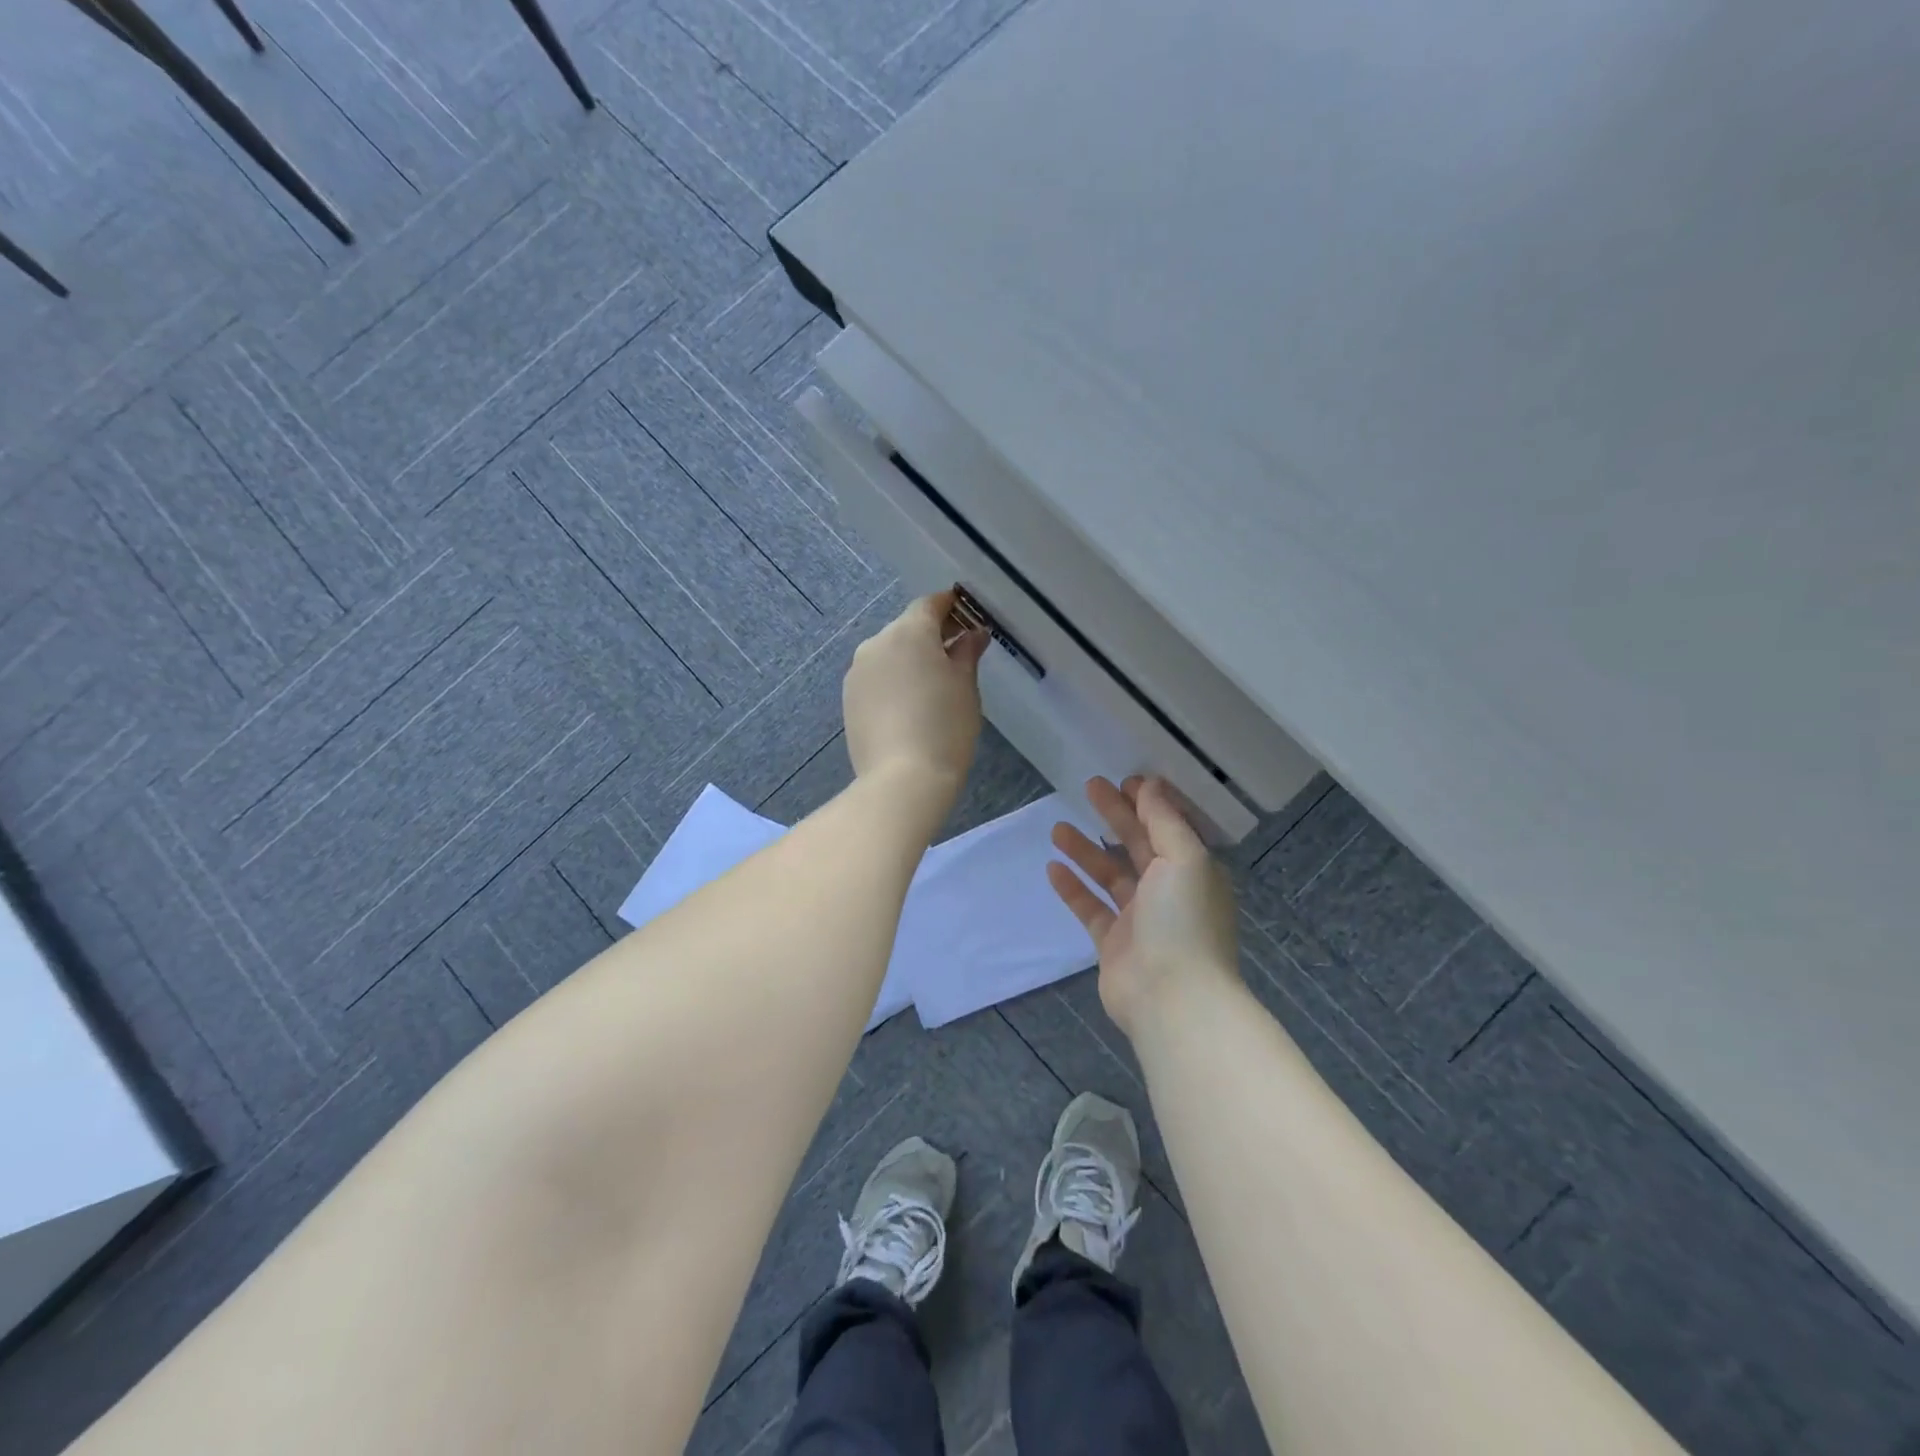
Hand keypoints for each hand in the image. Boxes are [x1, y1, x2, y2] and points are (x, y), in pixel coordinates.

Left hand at [843, 590, 988, 799]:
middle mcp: (876, 644)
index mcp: (908, 633)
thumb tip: (973, 634)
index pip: (930, 604)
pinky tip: (910, 705)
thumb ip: (967, 652)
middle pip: (907, 628)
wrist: (902, 780)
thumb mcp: (965, 686)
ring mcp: (857, 673)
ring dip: (910, 660)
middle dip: (931, 636)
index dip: (951, 607)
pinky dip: (894, 681)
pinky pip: (876, 678)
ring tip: (934, 685)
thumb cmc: (945, 727)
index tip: (968, 617)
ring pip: (889, 654)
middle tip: (958, 654)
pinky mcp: (848, 700)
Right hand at [1048, 776, 1239, 1037]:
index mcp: (1193, 870)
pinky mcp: (1114, 943)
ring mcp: (1140, 919)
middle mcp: (1169, 891)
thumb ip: (1164, 820)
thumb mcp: (1184, 858)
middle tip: (1089, 787)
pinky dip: (1073, 888)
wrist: (1172, 999)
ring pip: (1110, 875)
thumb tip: (1150, 784)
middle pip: (1138, 844)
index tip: (1124, 780)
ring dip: (1086, 850)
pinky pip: (1091, 908)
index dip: (1148, 802)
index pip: (1169, 827)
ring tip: (1057, 828)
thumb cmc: (1184, 920)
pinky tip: (1053, 868)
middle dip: (1115, 815)